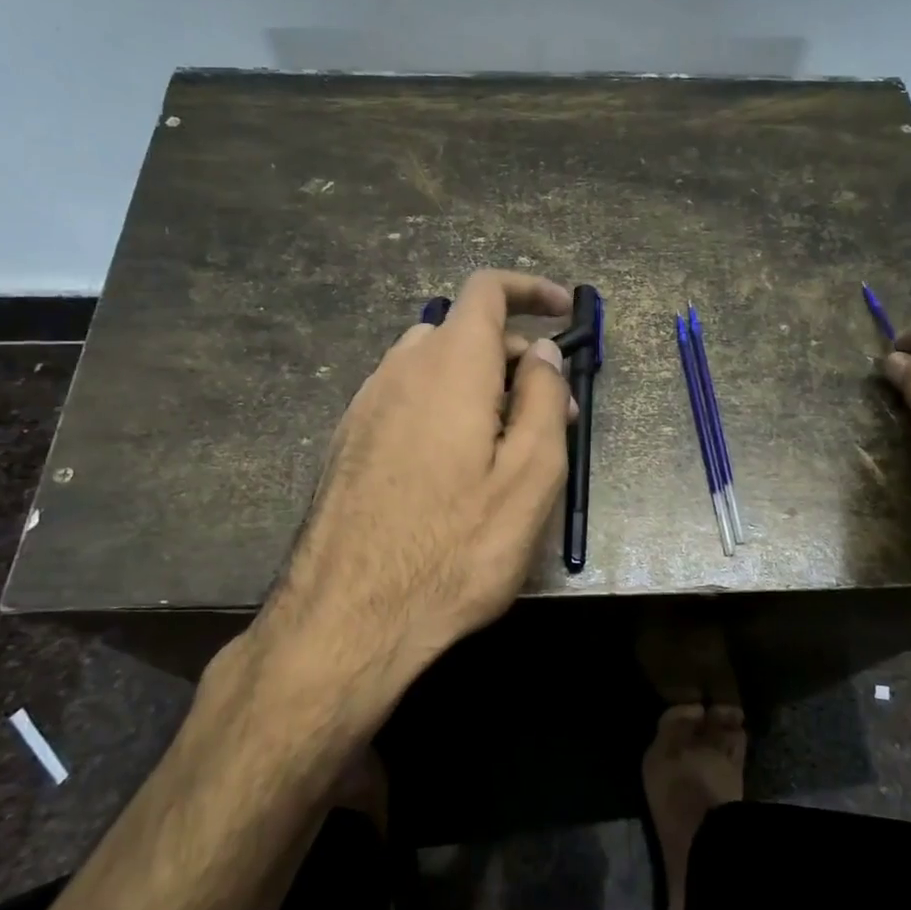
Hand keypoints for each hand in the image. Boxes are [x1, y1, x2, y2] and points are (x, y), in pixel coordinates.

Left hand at [263, 270, 575, 679]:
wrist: (346, 620)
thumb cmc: (454, 548)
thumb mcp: (529, 476)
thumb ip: (542, 399)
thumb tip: (541, 351)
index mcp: (449, 365)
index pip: (487, 290)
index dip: (531, 289)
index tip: (564, 311)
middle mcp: (400, 369)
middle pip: (465, 333)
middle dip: (517, 358)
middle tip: (556, 415)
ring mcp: (366, 405)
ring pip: (434, 367)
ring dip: (480, 386)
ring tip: (508, 447)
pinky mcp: (348, 441)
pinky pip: (407, 400)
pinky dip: (445, 409)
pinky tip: (456, 469)